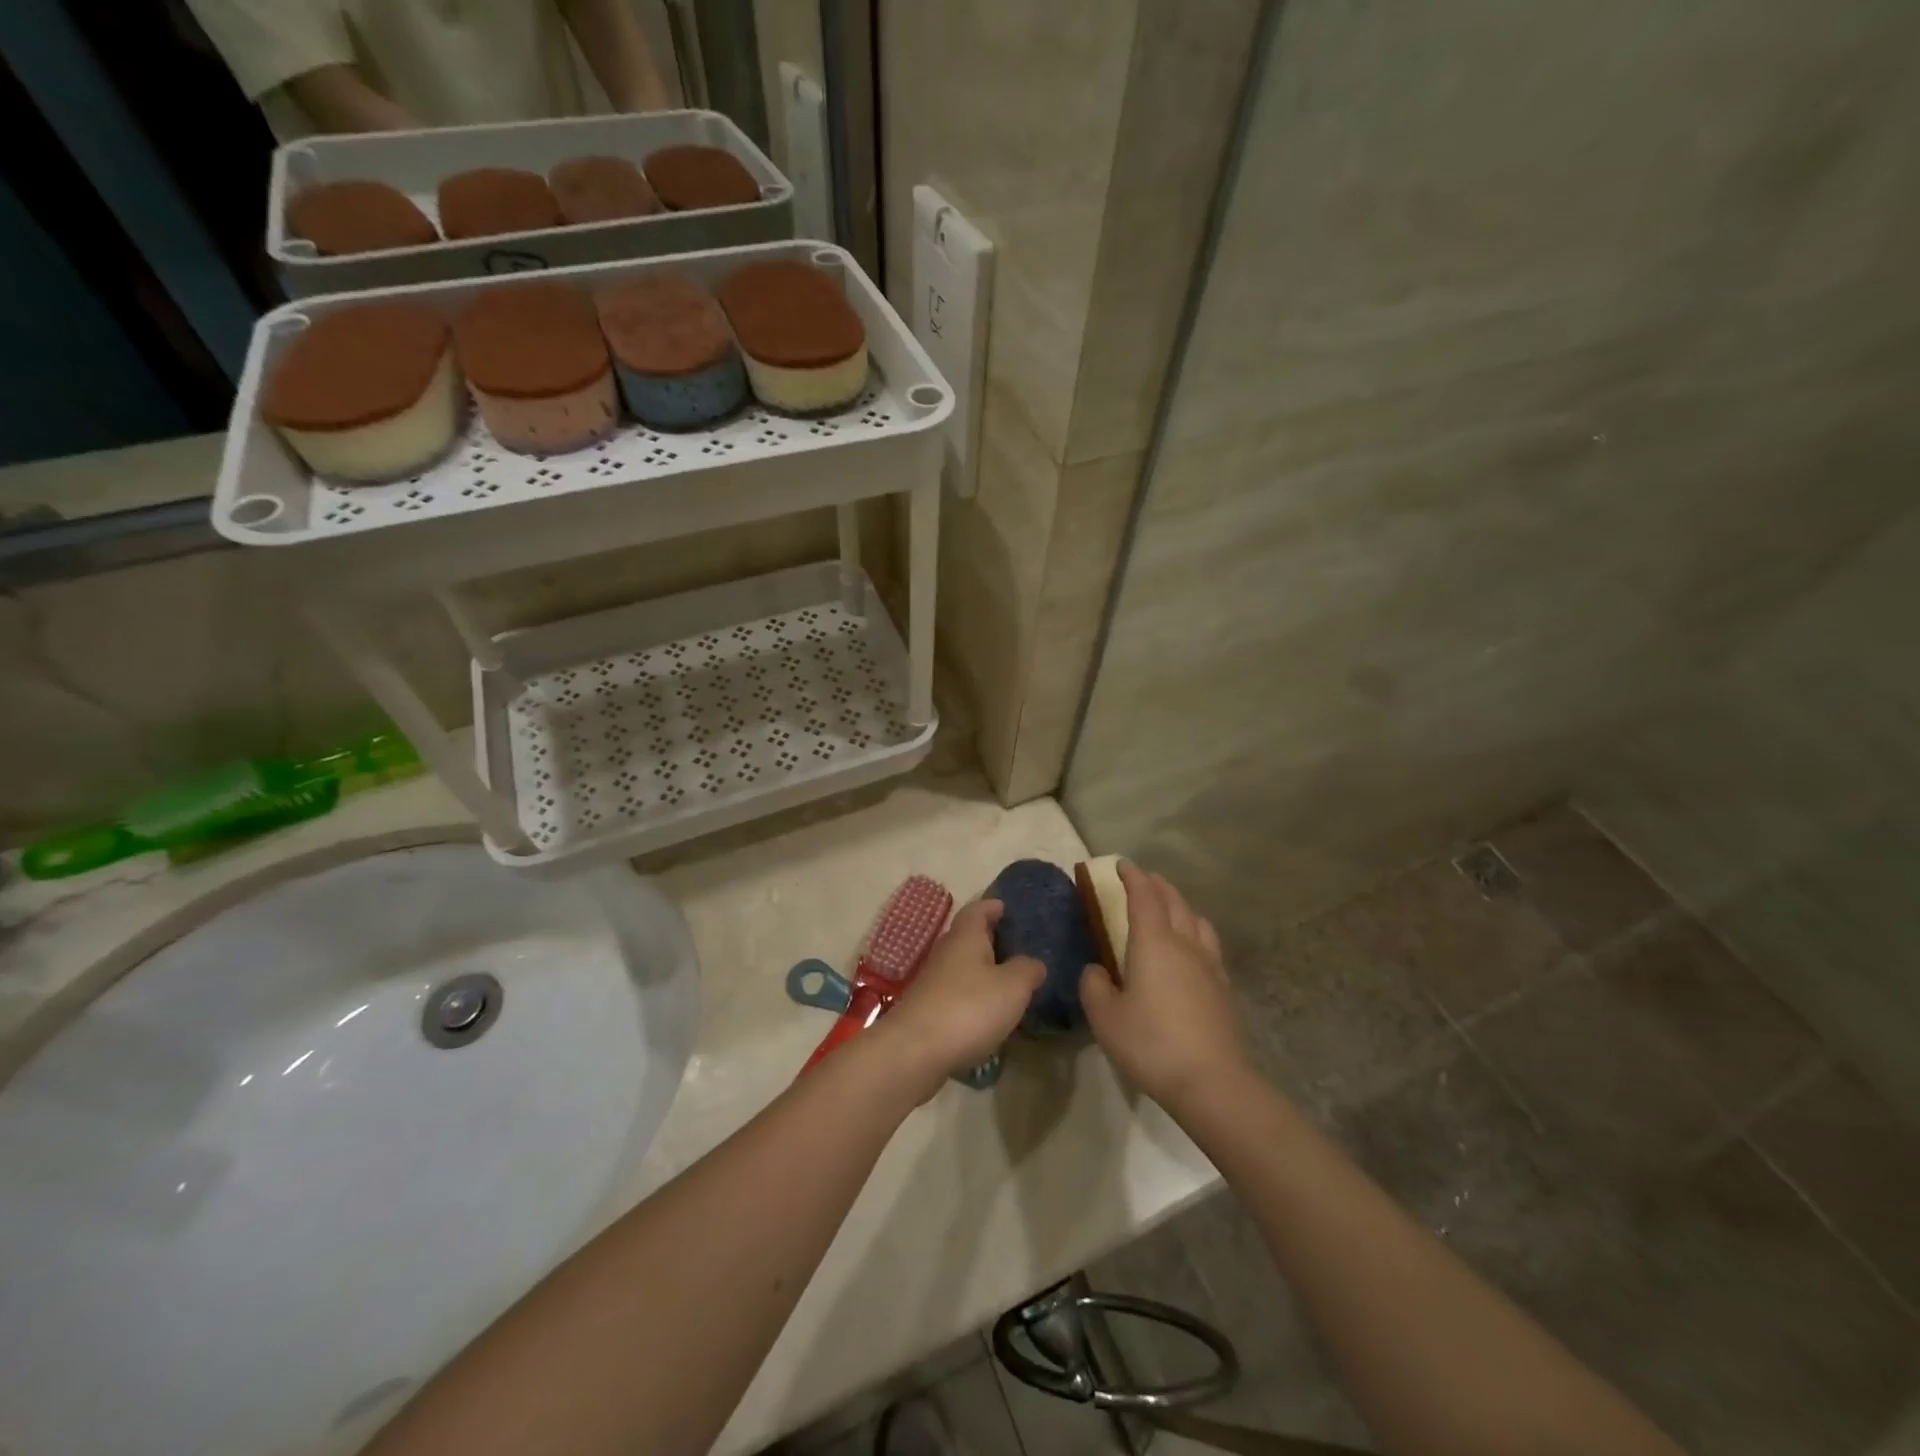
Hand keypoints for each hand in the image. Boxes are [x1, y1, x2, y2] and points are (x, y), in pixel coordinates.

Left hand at [877, 900, 1043, 1093]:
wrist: (915, 1051)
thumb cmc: (969, 1008)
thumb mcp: (1012, 987)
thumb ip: (1027, 970)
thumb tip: (1034, 962)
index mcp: (966, 937)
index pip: (978, 909)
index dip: (993, 907)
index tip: (1007, 908)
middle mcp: (946, 952)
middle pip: (968, 937)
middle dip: (990, 939)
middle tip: (1016, 947)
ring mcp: (932, 982)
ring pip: (961, 967)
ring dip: (981, 971)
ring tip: (1008, 982)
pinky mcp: (927, 1010)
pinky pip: (955, 994)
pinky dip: (972, 997)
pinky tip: (988, 1014)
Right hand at [1079, 863, 1245, 1110]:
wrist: (1211, 1081)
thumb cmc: (1151, 1043)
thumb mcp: (1105, 1017)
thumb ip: (1094, 987)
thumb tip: (1096, 970)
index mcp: (1154, 943)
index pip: (1143, 897)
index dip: (1131, 877)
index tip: (1120, 864)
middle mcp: (1184, 944)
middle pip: (1174, 902)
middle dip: (1157, 886)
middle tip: (1143, 879)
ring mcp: (1209, 965)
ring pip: (1196, 920)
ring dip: (1180, 905)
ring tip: (1170, 908)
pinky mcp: (1223, 988)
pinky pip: (1208, 944)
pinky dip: (1195, 931)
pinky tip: (1191, 948)